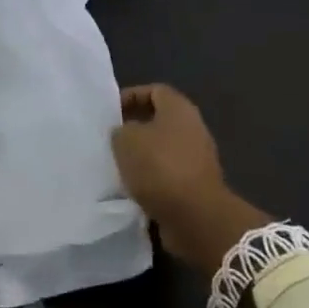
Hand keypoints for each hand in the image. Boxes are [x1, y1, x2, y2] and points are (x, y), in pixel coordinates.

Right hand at [112, 84, 271, 275]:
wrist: (196, 217)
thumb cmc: (159, 167)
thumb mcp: (126, 140)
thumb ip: (120, 130)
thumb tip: (124, 134)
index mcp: (179, 109)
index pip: (154, 90)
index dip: (131, 96)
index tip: (111, 113)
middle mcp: (193, 129)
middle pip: (160, 121)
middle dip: (135, 128)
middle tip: (111, 139)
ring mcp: (198, 159)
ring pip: (162, 150)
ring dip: (141, 156)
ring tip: (118, 165)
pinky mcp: (196, 186)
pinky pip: (167, 175)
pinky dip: (151, 180)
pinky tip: (132, 188)